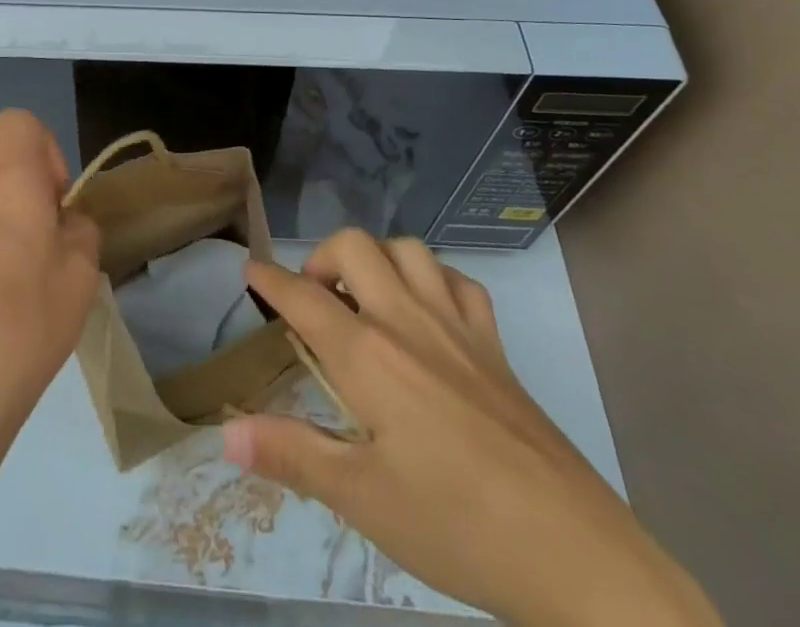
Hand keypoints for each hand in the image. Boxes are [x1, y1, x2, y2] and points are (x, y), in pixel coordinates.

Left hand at [0, 112, 101, 626]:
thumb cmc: (29, 321)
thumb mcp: (81, 271)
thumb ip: (80, 228)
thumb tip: (63, 221)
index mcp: (8, 184)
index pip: (19, 123)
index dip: (46, 148)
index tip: (57, 198)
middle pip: (8, 175)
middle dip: (35, 203)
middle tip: (55, 258)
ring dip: (13, 235)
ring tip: (30, 294)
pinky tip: (0, 315)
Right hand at [224, 231, 720, 626]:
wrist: (572, 552)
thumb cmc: (455, 526)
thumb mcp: (361, 500)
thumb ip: (291, 455)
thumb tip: (226, 431)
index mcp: (369, 356)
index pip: (304, 298)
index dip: (271, 279)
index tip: (250, 268)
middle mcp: (408, 321)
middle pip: (355, 247)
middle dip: (322, 258)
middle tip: (313, 299)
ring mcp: (457, 326)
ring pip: (408, 249)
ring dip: (377, 258)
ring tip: (365, 297)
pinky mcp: (495, 344)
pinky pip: (459, 281)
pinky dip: (433, 278)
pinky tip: (427, 310)